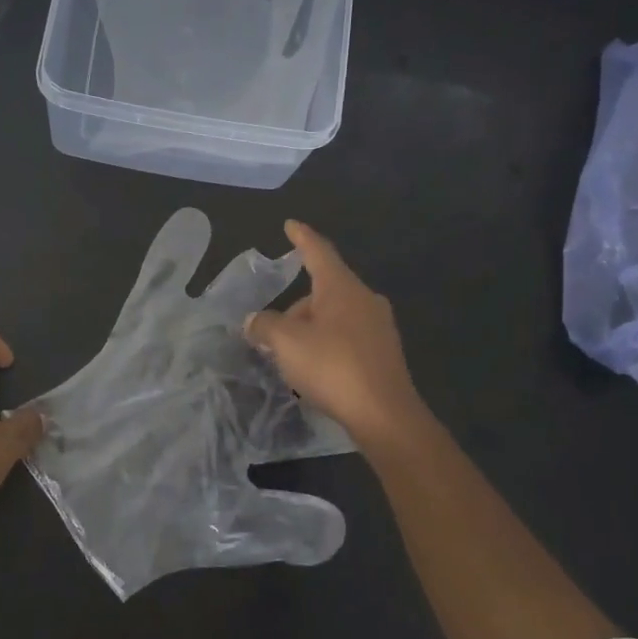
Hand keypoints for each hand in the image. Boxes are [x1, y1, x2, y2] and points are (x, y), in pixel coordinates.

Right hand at [244, 221, 428, 453]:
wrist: (384, 414)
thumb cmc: (332, 366)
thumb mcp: (286, 343)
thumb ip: (264, 326)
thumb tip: (253, 321)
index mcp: (342, 288)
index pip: (318, 252)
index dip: (301, 237)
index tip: (290, 224)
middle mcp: (365, 299)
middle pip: (323, 291)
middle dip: (296, 308)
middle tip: (271, 333)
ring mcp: (379, 327)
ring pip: (335, 316)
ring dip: (309, 329)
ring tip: (289, 357)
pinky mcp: (383, 353)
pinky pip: (346, 337)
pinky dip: (326, 345)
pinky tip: (314, 370)